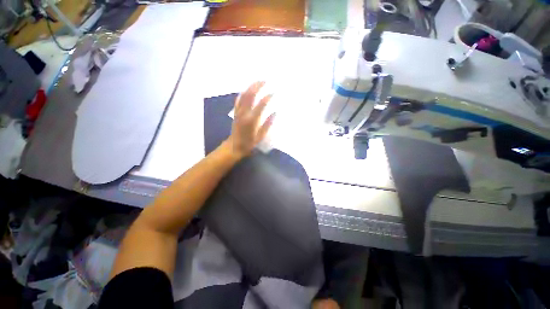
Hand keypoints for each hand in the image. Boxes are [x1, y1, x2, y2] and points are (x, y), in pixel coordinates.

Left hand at [225, 81, 274, 158]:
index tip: (274, 92)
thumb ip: (267, 124)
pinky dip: (243, 93)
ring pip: (244, 95)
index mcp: (252, 120)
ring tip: (258, 81)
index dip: (268, 97)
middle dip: (258, 86)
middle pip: (250, 95)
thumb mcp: (260, 137)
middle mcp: (244, 113)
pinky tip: (247, 89)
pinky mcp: (235, 112)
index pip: (261, 104)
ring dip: (250, 87)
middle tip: (265, 80)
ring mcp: (238, 112)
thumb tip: (275, 112)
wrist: (234, 146)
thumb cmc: (249, 144)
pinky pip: (238, 100)